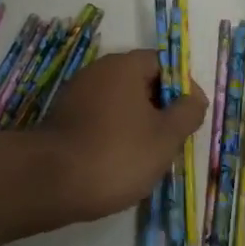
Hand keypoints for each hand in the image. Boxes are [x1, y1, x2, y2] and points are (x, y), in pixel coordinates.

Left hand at [43, 51, 206, 220]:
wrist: (50, 182)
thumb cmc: (117, 154)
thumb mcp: (165, 137)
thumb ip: (187, 113)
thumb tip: (194, 98)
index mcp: (124, 66)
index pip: (163, 63)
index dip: (182, 87)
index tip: (191, 116)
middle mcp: (98, 71)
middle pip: (140, 81)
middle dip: (160, 108)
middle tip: (172, 140)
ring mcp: (76, 94)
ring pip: (120, 103)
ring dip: (137, 123)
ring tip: (148, 156)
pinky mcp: (63, 118)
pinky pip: (99, 118)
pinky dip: (114, 134)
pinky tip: (118, 162)